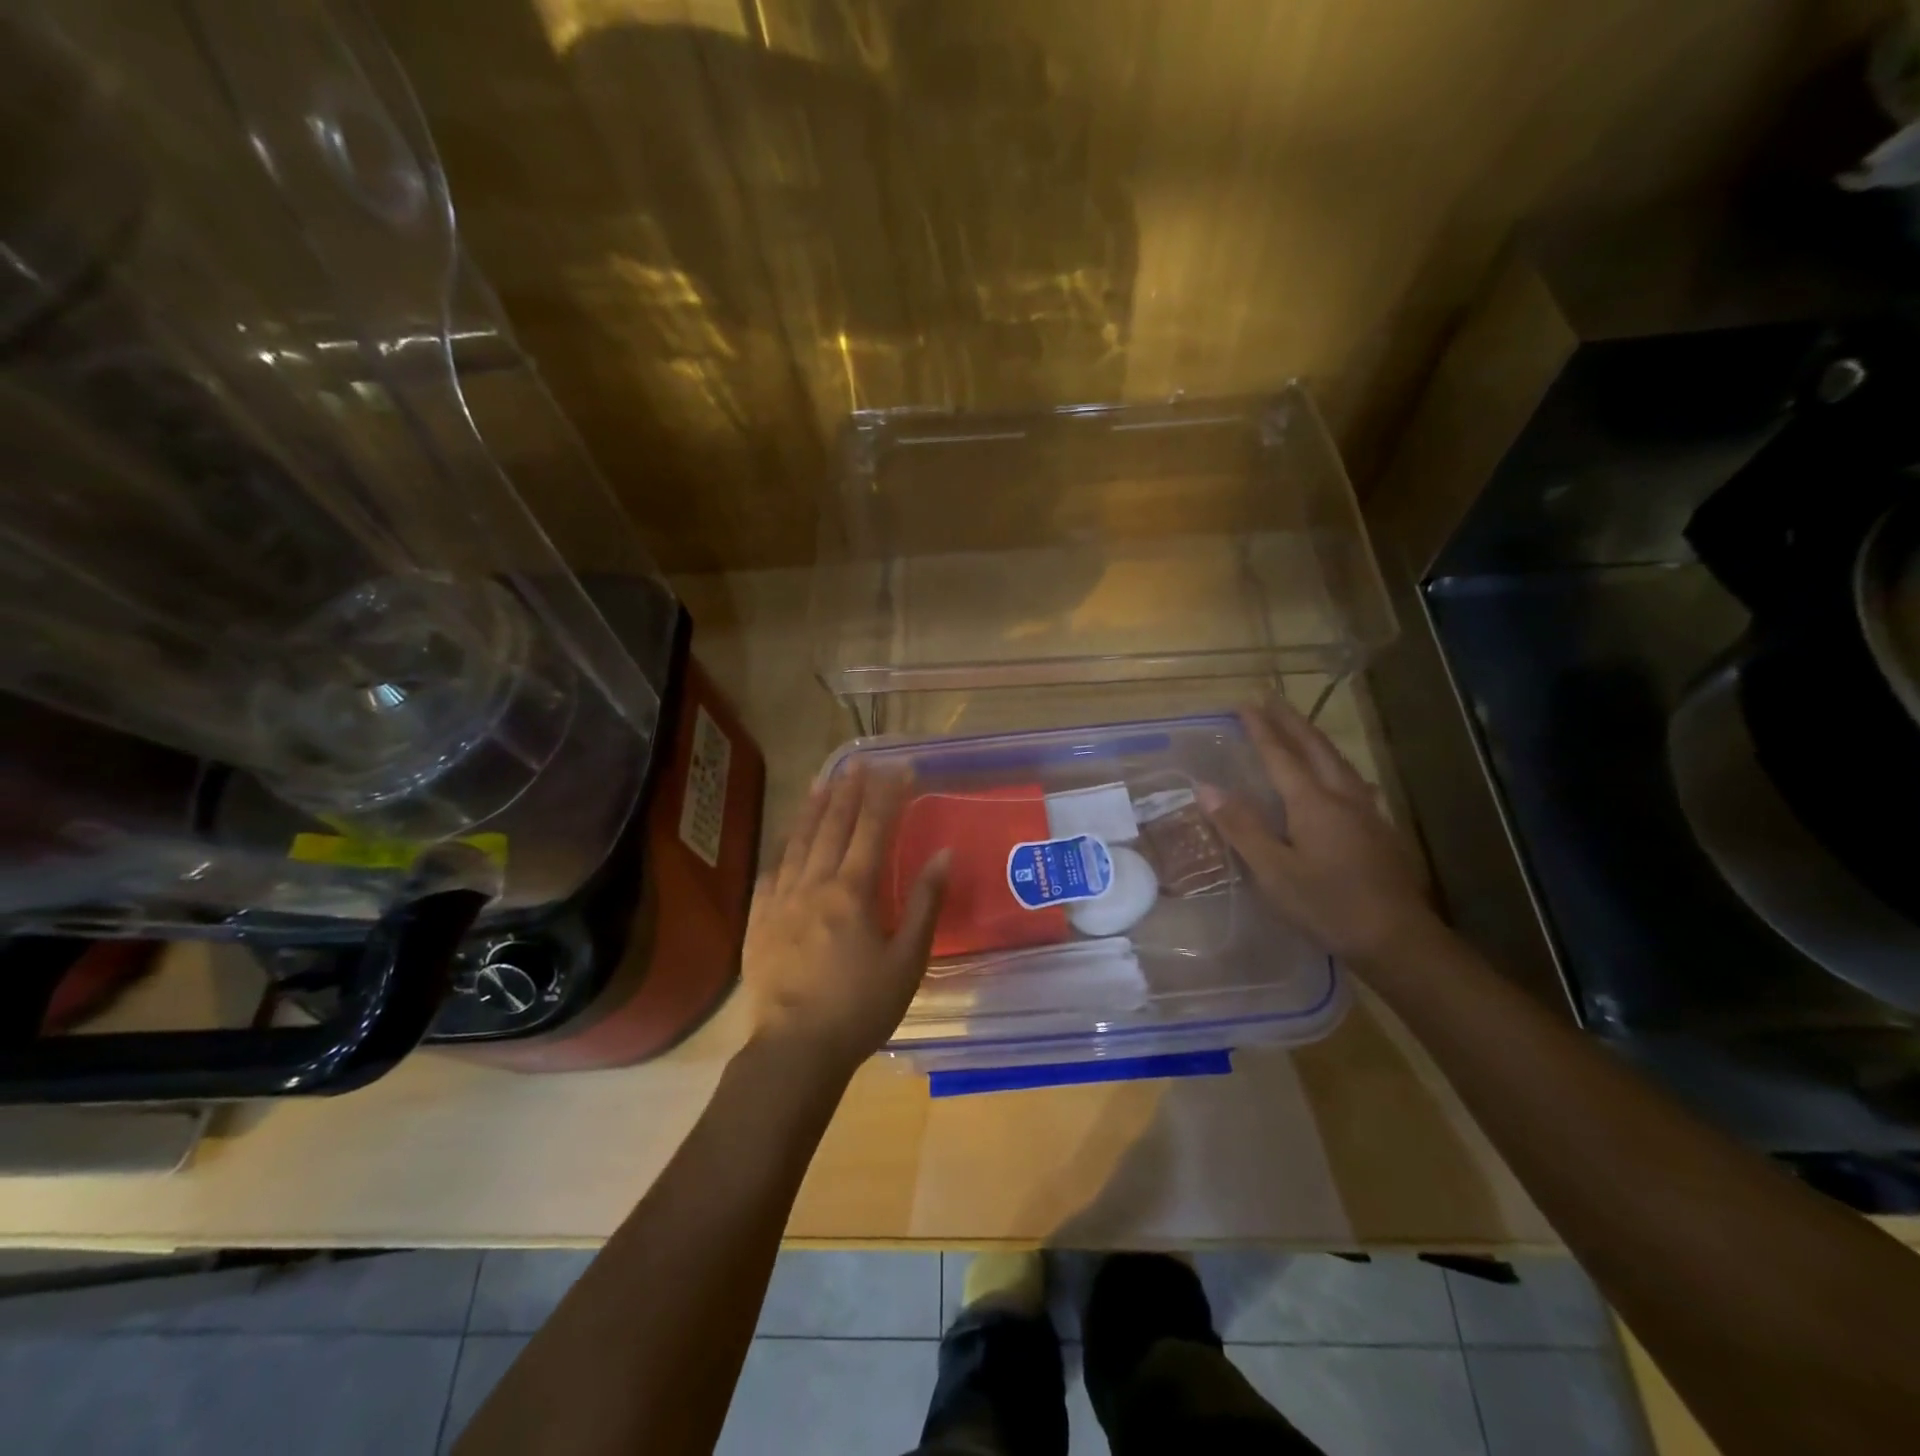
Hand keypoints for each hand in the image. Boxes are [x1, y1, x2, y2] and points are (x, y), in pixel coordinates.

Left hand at [740, 763, 947, 1080]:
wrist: (795, 1050)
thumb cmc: (860, 1008)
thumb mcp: (907, 960)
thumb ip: (924, 903)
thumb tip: (943, 854)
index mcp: (852, 892)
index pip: (873, 829)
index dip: (887, 795)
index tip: (900, 768)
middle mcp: (814, 885)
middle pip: (834, 827)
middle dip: (850, 791)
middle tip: (860, 762)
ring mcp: (781, 901)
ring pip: (799, 842)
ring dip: (814, 808)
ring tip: (824, 781)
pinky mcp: (759, 921)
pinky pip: (771, 873)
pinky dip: (784, 848)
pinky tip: (787, 839)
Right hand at [1200, 700, 1432, 961]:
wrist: (1398, 938)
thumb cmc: (1327, 905)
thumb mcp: (1273, 871)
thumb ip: (1241, 827)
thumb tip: (1205, 787)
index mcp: (1313, 803)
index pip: (1281, 756)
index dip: (1261, 729)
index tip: (1244, 705)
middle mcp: (1342, 797)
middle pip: (1315, 748)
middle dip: (1292, 722)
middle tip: (1272, 701)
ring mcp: (1367, 812)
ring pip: (1338, 762)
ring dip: (1315, 740)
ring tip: (1300, 729)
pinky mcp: (1379, 830)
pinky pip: (1352, 781)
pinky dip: (1334, 765)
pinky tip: (1339, 778)